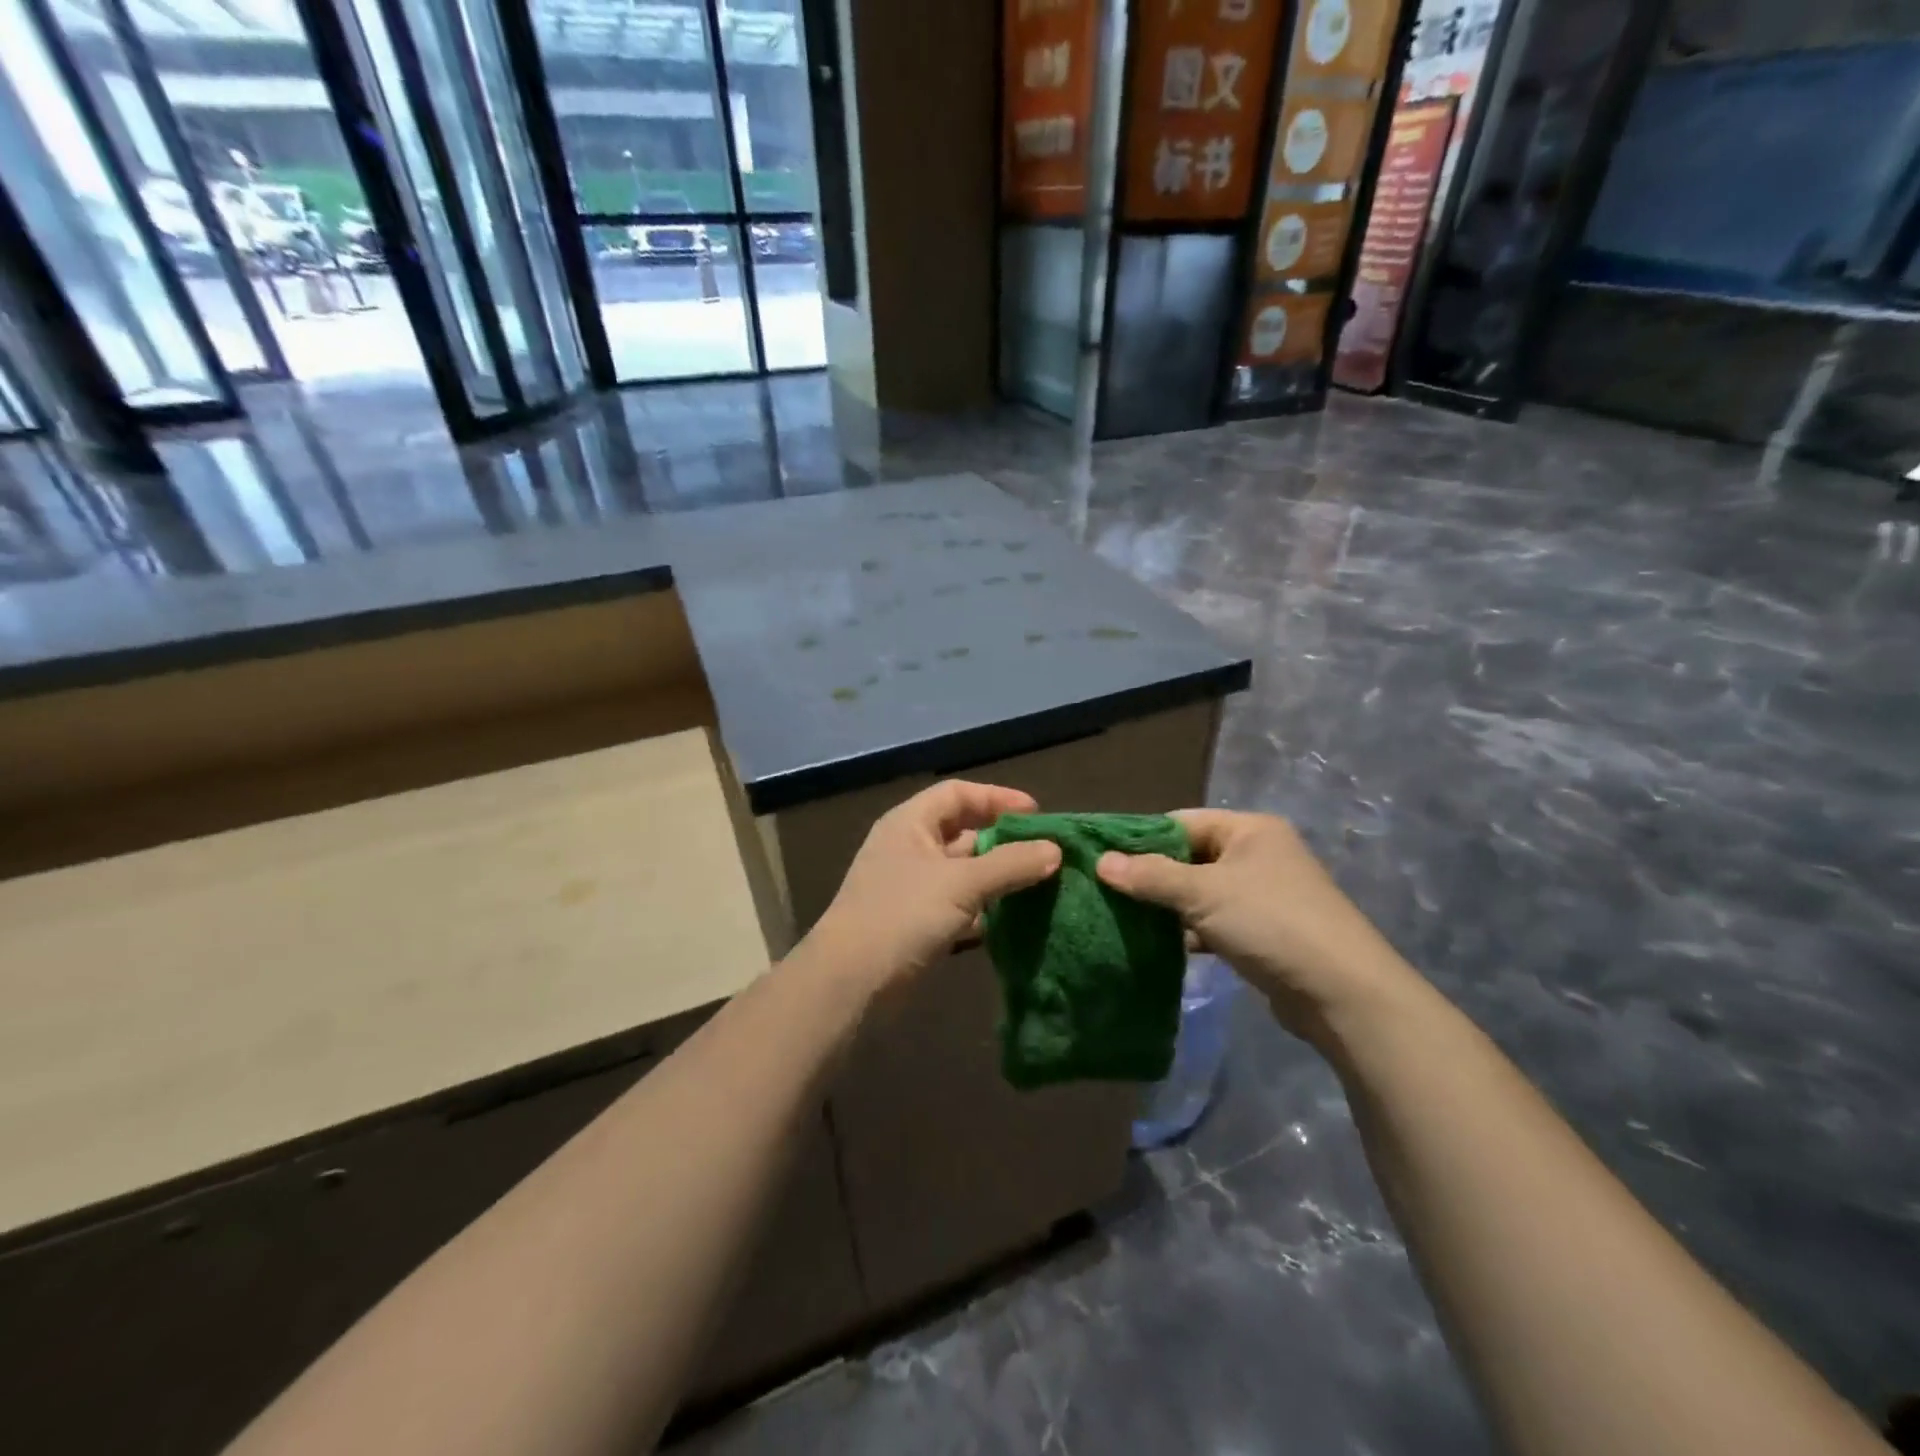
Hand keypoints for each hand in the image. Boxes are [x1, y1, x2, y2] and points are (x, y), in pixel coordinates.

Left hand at [801, 780, 1061, 994]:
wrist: (850, 982)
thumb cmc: (902, 915)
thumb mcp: (961, 883)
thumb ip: (1010, 864)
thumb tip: (1055, 850)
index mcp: (910, 823)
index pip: (957, 794)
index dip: (997, 798)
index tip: (1037, 814)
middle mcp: (909, 848)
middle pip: (963, 832)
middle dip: (1003, 840)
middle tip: (1044, 852)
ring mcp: (911, 887)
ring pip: (963, 872)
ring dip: (998, 877)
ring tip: (1040, 884)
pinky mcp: (916, 923)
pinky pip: (958, 905)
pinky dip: (984, 909)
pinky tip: (1014, 919)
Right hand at [1095, 809, 1420, 1044]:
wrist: (1343, 993)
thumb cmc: (1271, 923)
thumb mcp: (1203, 894)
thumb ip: (1151, 876)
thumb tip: (1101, 861)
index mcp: (1249, 829)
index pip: (1181, 822)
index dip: (1141, 838)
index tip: (1102, 857)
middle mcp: (1258, 854)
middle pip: (1190, 857)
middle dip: (1151, 876)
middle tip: (1106, 891)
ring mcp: (1263, 895)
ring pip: (1200, 892)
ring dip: (1168, 907)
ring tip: (1122, 918)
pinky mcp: (1264, 932)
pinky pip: (1215, 922)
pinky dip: (1190, 931)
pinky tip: (1159, 945)